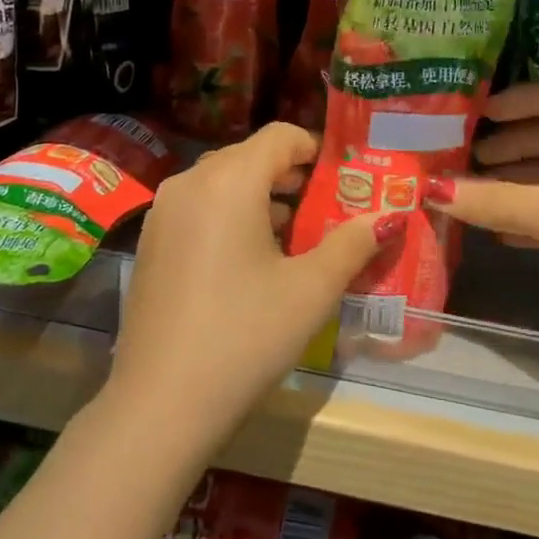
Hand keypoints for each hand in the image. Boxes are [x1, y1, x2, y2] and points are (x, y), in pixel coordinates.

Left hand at [105, 123, 394, 457]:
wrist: (161, 401)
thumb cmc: (245, 335)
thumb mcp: (310, 290)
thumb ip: (352, 244)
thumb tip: (388, 218)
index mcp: (229, 180)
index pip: (280, 136)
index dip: (316, 149)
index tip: (343, 179)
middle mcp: (190, 181)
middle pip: (249, 157)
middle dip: (291, 176)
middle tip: (327, 208)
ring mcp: (163, 211)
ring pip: (221, 183)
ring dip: (260, 197)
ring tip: (296, 235)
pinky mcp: (150, 241)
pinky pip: (198, 208)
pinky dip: (229, 216)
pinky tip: (251, 260)